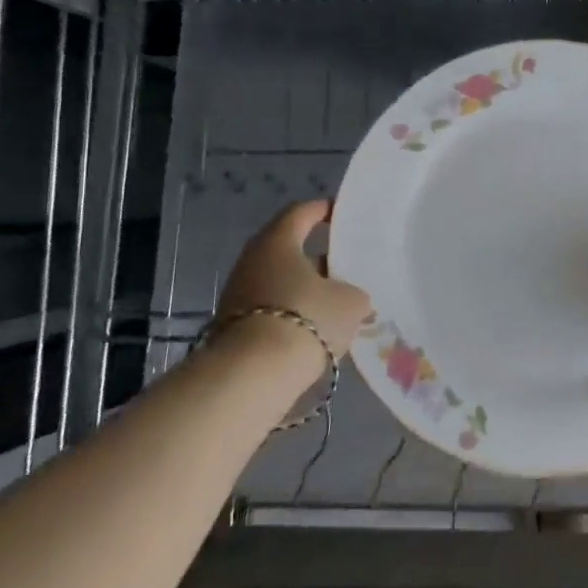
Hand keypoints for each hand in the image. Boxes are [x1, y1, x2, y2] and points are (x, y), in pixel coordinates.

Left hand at [216, 200, 372, 360]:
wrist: (252, 376)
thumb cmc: (307, 318)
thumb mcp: (350, 302)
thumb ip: (354, 293)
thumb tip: (350, 299)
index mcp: (278, 241)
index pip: (300, 213)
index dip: (323, 211)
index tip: (343, 216)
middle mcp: (252, 261)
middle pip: (289, 250)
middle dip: (318, 258)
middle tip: (346, 267)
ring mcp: (238, 295)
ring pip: (280, 282)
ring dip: (306, 290)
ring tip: (336, 304)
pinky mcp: (233, 328)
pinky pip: (271, 310)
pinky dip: (292, 315)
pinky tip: (316, 331)